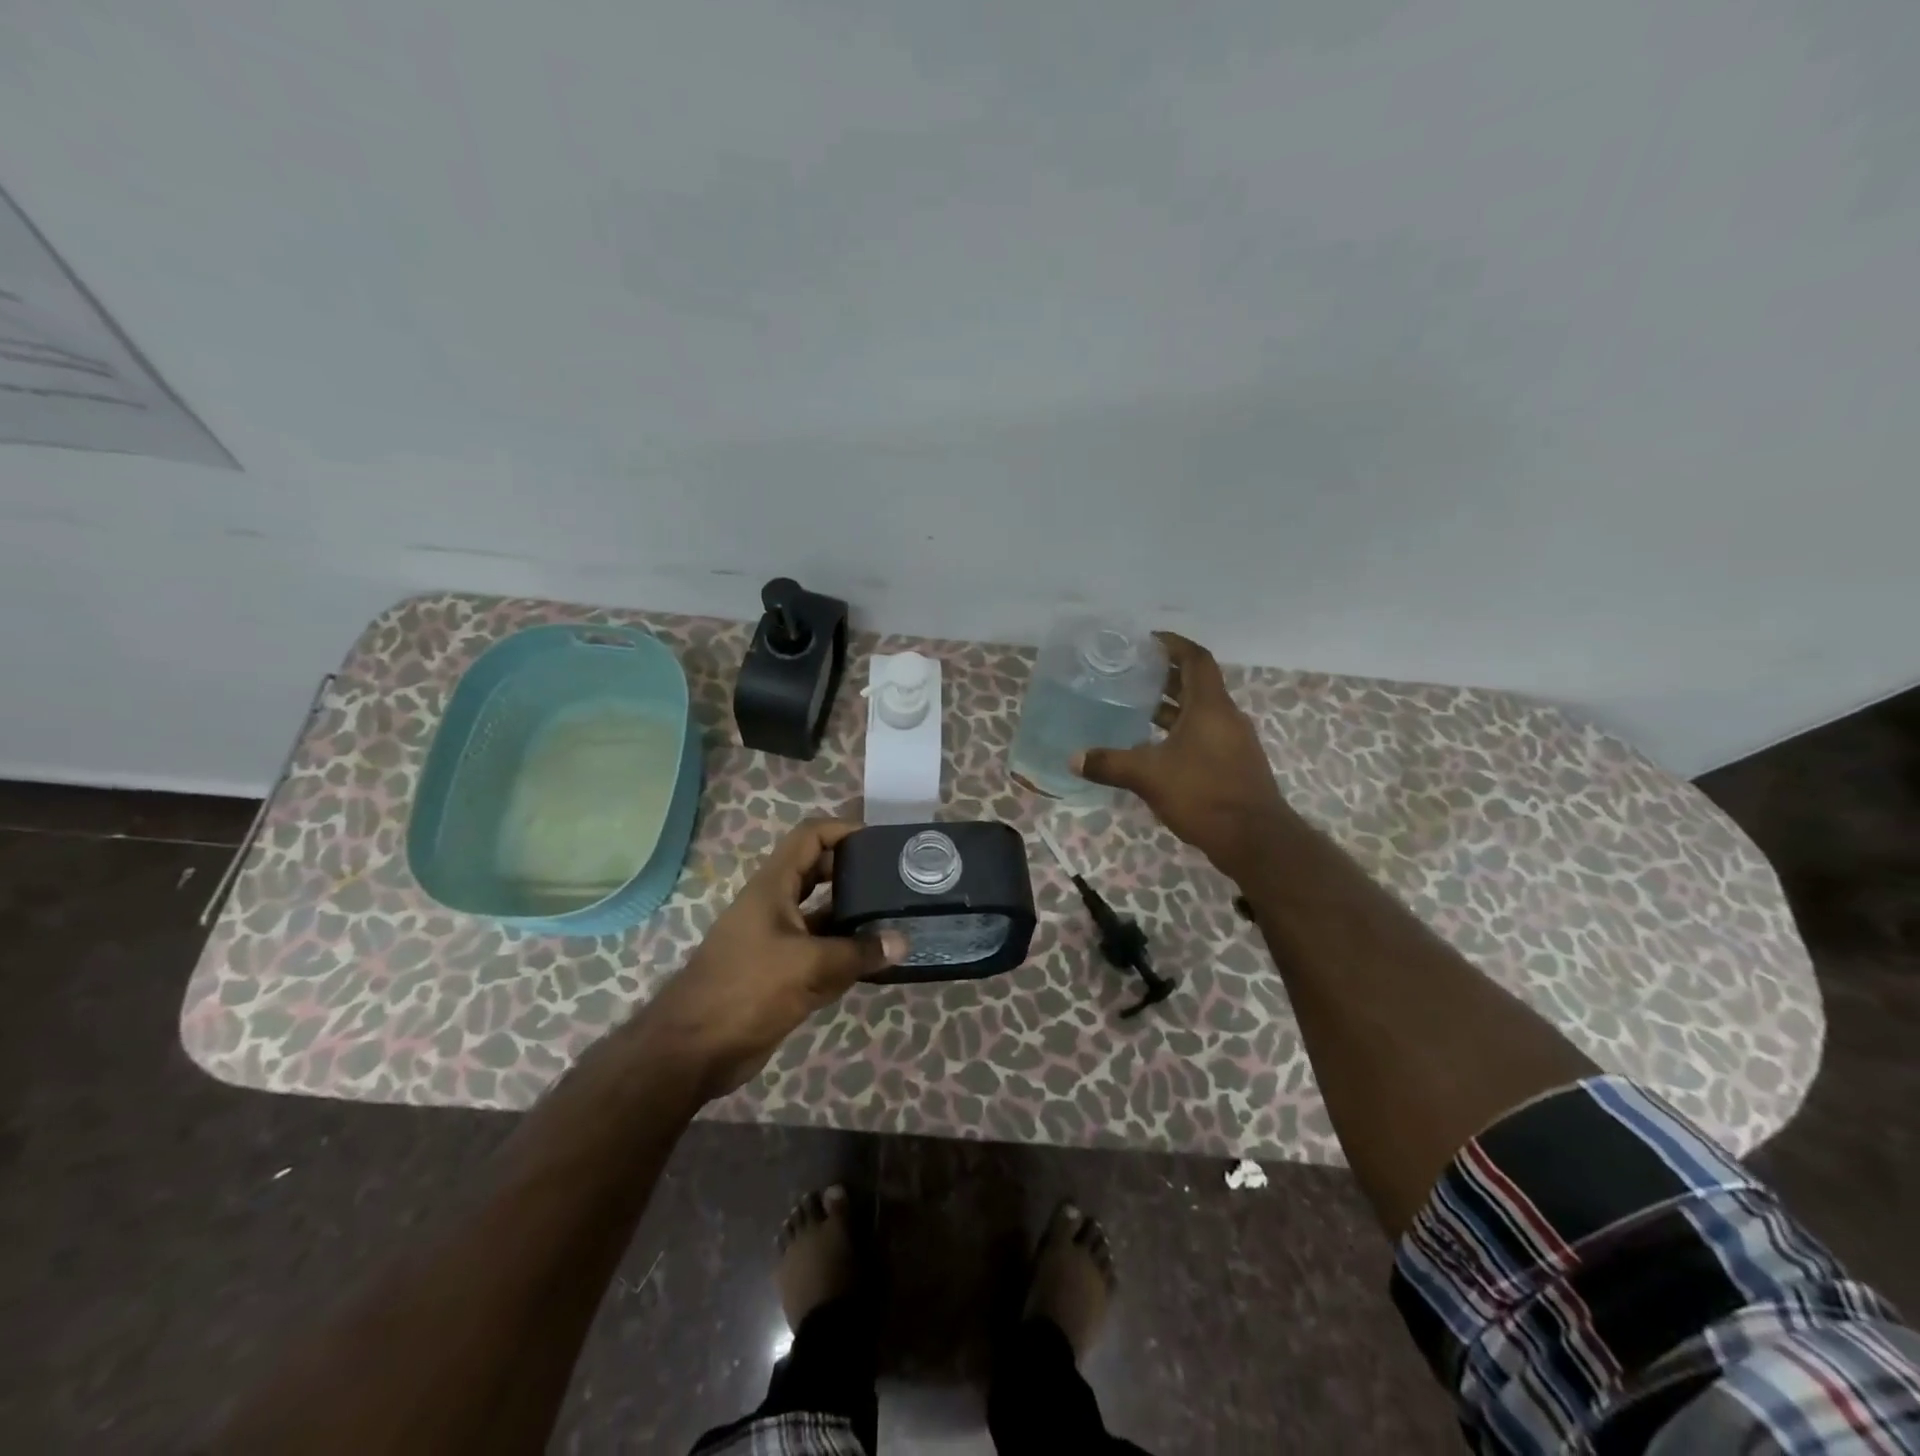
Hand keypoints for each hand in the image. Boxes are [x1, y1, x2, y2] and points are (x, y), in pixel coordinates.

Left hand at [637, 820, 905, 1100]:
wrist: (694, 1050)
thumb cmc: (748, 989)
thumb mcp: (809, 966)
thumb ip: (858, 953)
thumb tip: (903, 942)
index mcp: (773, 886)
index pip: (810, 837)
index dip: (843, 830)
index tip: (880, 841)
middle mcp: (775, 905)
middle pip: (818, 872)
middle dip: (854, 871)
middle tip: (895, 878)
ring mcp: (777, 939)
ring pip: (822, 914)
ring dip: (853, 915)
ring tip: (895, 915)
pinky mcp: (781, 971)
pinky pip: (820, 950)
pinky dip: (845, 951)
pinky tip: (876, 959)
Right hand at [1074, 633, 1290, 878]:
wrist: (1255, 840)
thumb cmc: (1203, 794)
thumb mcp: (1149, 776)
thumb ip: (1110, 764)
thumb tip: (1073, 758)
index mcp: (1210, 707)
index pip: (1196, 659)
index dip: (1173, 645)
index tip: (1148, 640)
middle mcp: (1226, 717)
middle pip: (1197, 683)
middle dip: (1166, 675)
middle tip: (1132, 673)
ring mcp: (1233, 742)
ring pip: (1200, 711)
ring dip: (1172, 706)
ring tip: (1137, 707)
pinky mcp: (1233, 765)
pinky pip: (1204, 735)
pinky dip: (1180, 731)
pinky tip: (1155, 747)